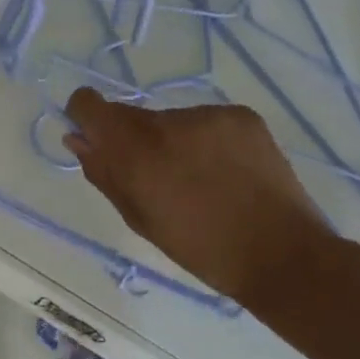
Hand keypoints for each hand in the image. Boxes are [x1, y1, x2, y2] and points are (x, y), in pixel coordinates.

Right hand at [63, 88, 330, 308]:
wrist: (281, 253)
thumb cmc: (199, 248)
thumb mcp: (138, 218)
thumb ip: (104, 173)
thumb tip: (78, 139)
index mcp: (135, 151)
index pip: (90, 104)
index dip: (86, 117)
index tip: (96, 139)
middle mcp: (167, 122)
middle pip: (130, 115)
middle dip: (132, 140)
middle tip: (158, 177)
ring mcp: (207, 115)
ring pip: (169, 120)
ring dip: (171, 141)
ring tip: (199, 180)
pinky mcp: (241, 115)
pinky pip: (204, 121)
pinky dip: (205, 141)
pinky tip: (225, 171)